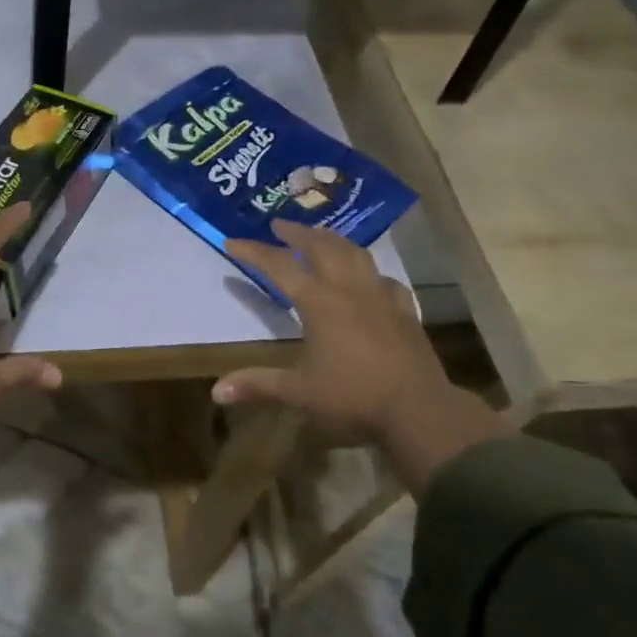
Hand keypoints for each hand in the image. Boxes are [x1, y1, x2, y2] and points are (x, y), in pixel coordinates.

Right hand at [213, 220, 508, 493]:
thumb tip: (217, 391)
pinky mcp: (405, 312)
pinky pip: (385, 280)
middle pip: (321, 247)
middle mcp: (349, 290)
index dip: (254, 252)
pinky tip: (370, 278)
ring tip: (321, 236)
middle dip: (297, 232)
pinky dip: (370, 271)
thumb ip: (259, 384)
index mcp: (319, 303)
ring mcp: (381, 297)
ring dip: (333, 240)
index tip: (232, 241)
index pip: (280, 266)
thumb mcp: (299, 392)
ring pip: (356, 254)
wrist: (419, 411)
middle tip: (279, 224)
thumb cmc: (353, 397)